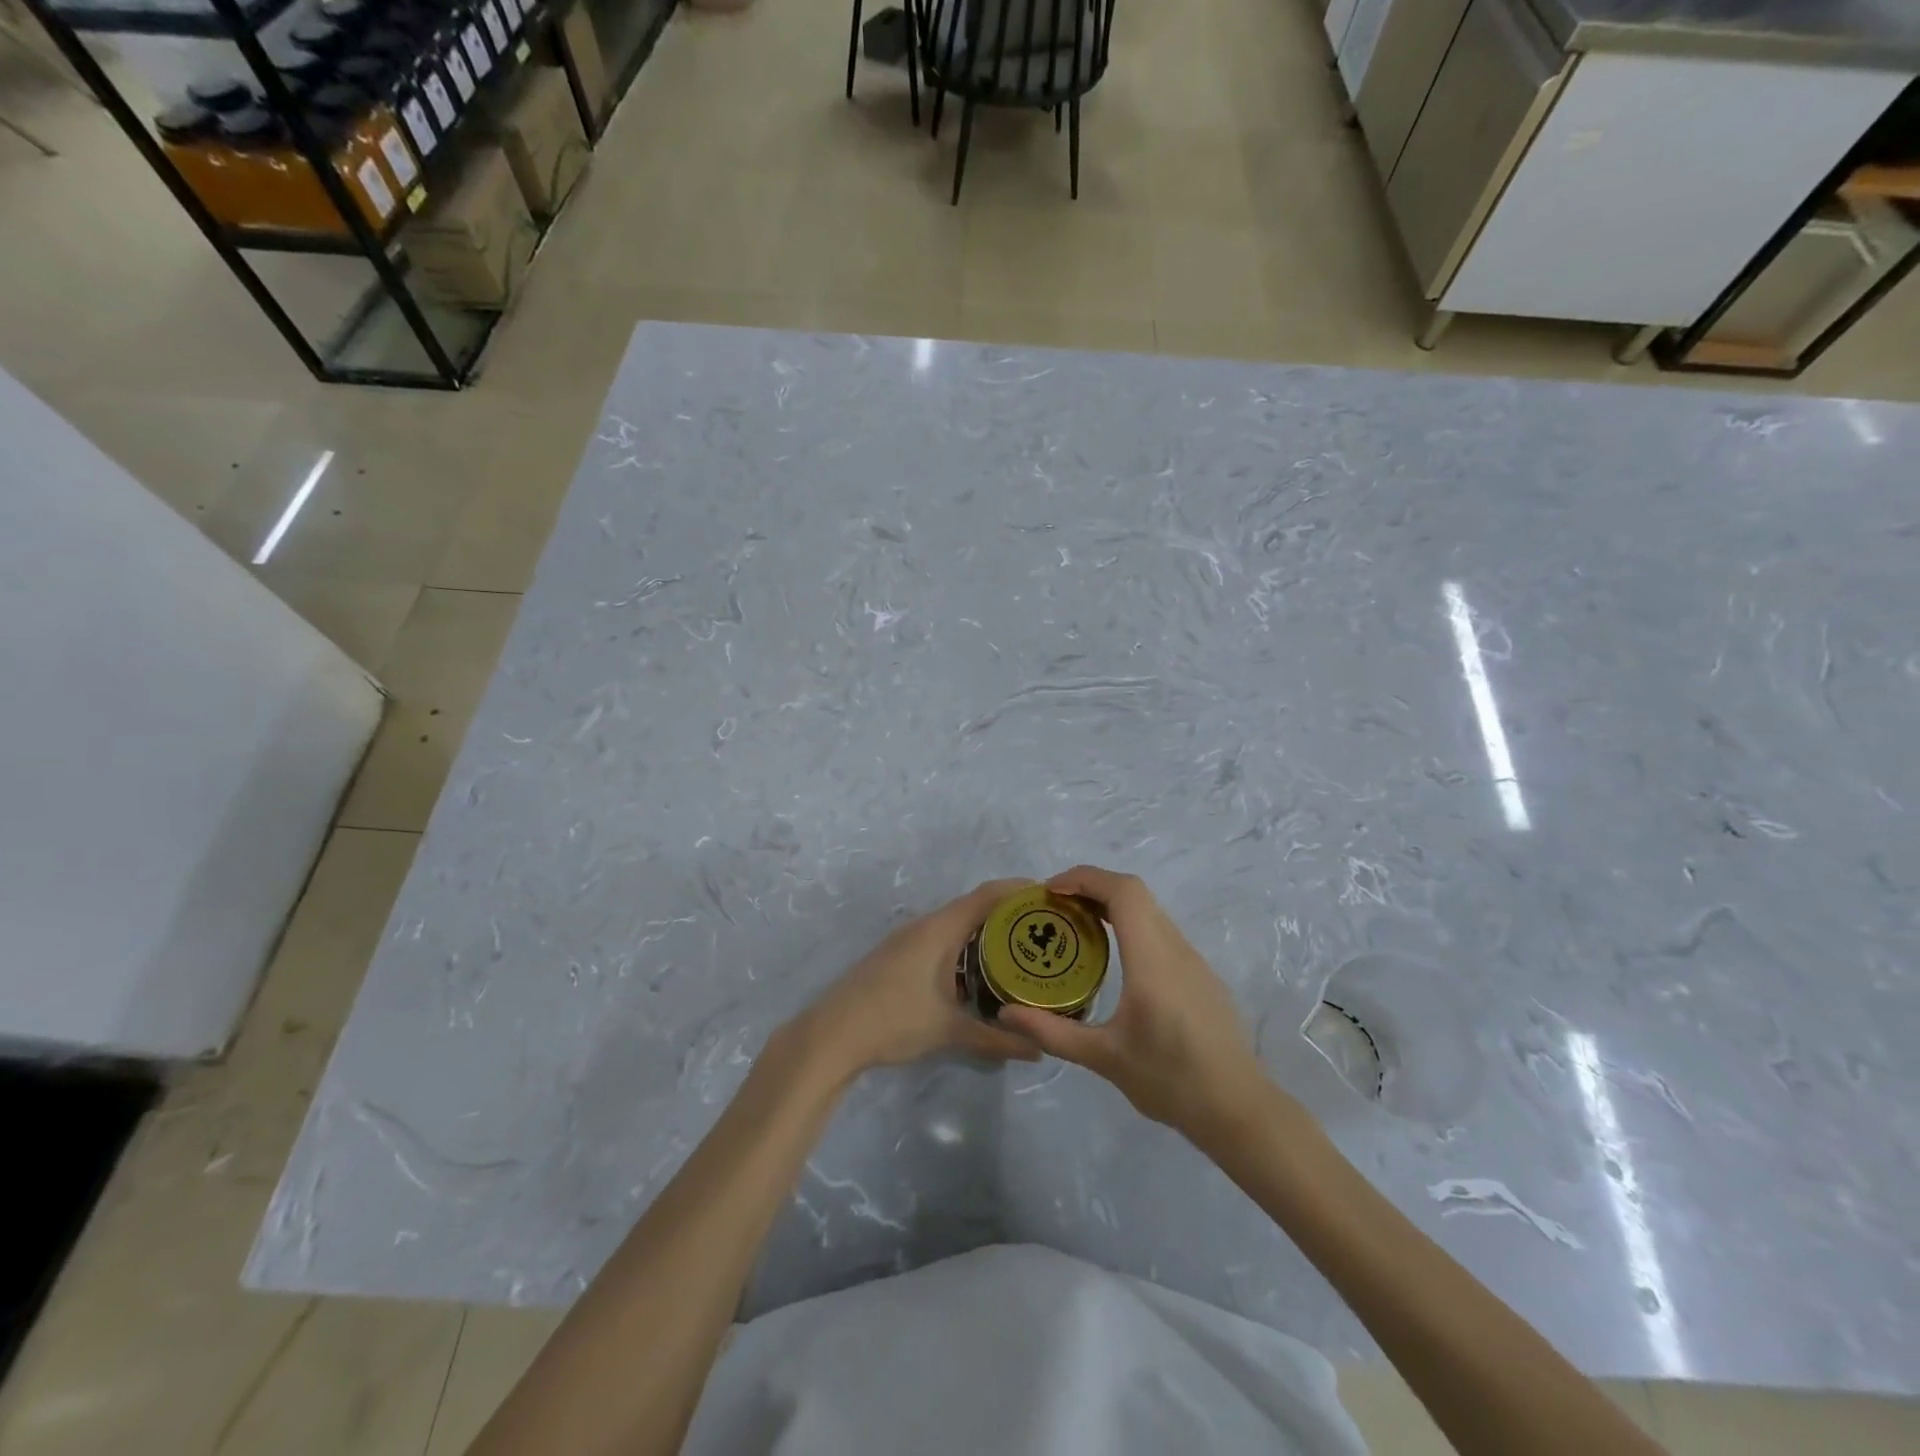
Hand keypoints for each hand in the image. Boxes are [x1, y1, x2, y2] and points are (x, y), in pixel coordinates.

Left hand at [795, 880, 1043, 1077]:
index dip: (1019, 890)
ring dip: (985, 931)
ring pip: (956, 924)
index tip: (1050, 896)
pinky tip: (979, 972)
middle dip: (1009, 913)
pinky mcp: (899, 955)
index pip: (988, 895)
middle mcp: (925, 925)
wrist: (832, 1034)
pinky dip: (966, 946)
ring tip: (1020, 949)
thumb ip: (996, 1039)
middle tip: (1044, 929)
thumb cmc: (893, 1021)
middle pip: (974, 906)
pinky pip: (942, 939)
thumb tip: (1038, 1051)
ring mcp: (908, 939)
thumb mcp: (949, 1031)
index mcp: (940, 929)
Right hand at [998, 866, 1269, 1140]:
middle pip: (1135, 893)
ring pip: (1150, 910)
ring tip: (1077, 927)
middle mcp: (1176, 948)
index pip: (1124, 892)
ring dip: (1112, 905)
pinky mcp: (1201, 975)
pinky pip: (1161, 931)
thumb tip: (1005, 1015)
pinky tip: (1114, 959)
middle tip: (1056, 908)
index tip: (1051, 891)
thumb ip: (1052, 1032)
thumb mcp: (1104, 1059)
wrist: (1239, 1110)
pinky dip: (1131, 925)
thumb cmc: (1171, 1081)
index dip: (1085, 878)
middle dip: (1092, 887)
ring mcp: (1193, 960)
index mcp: (1153, 960)